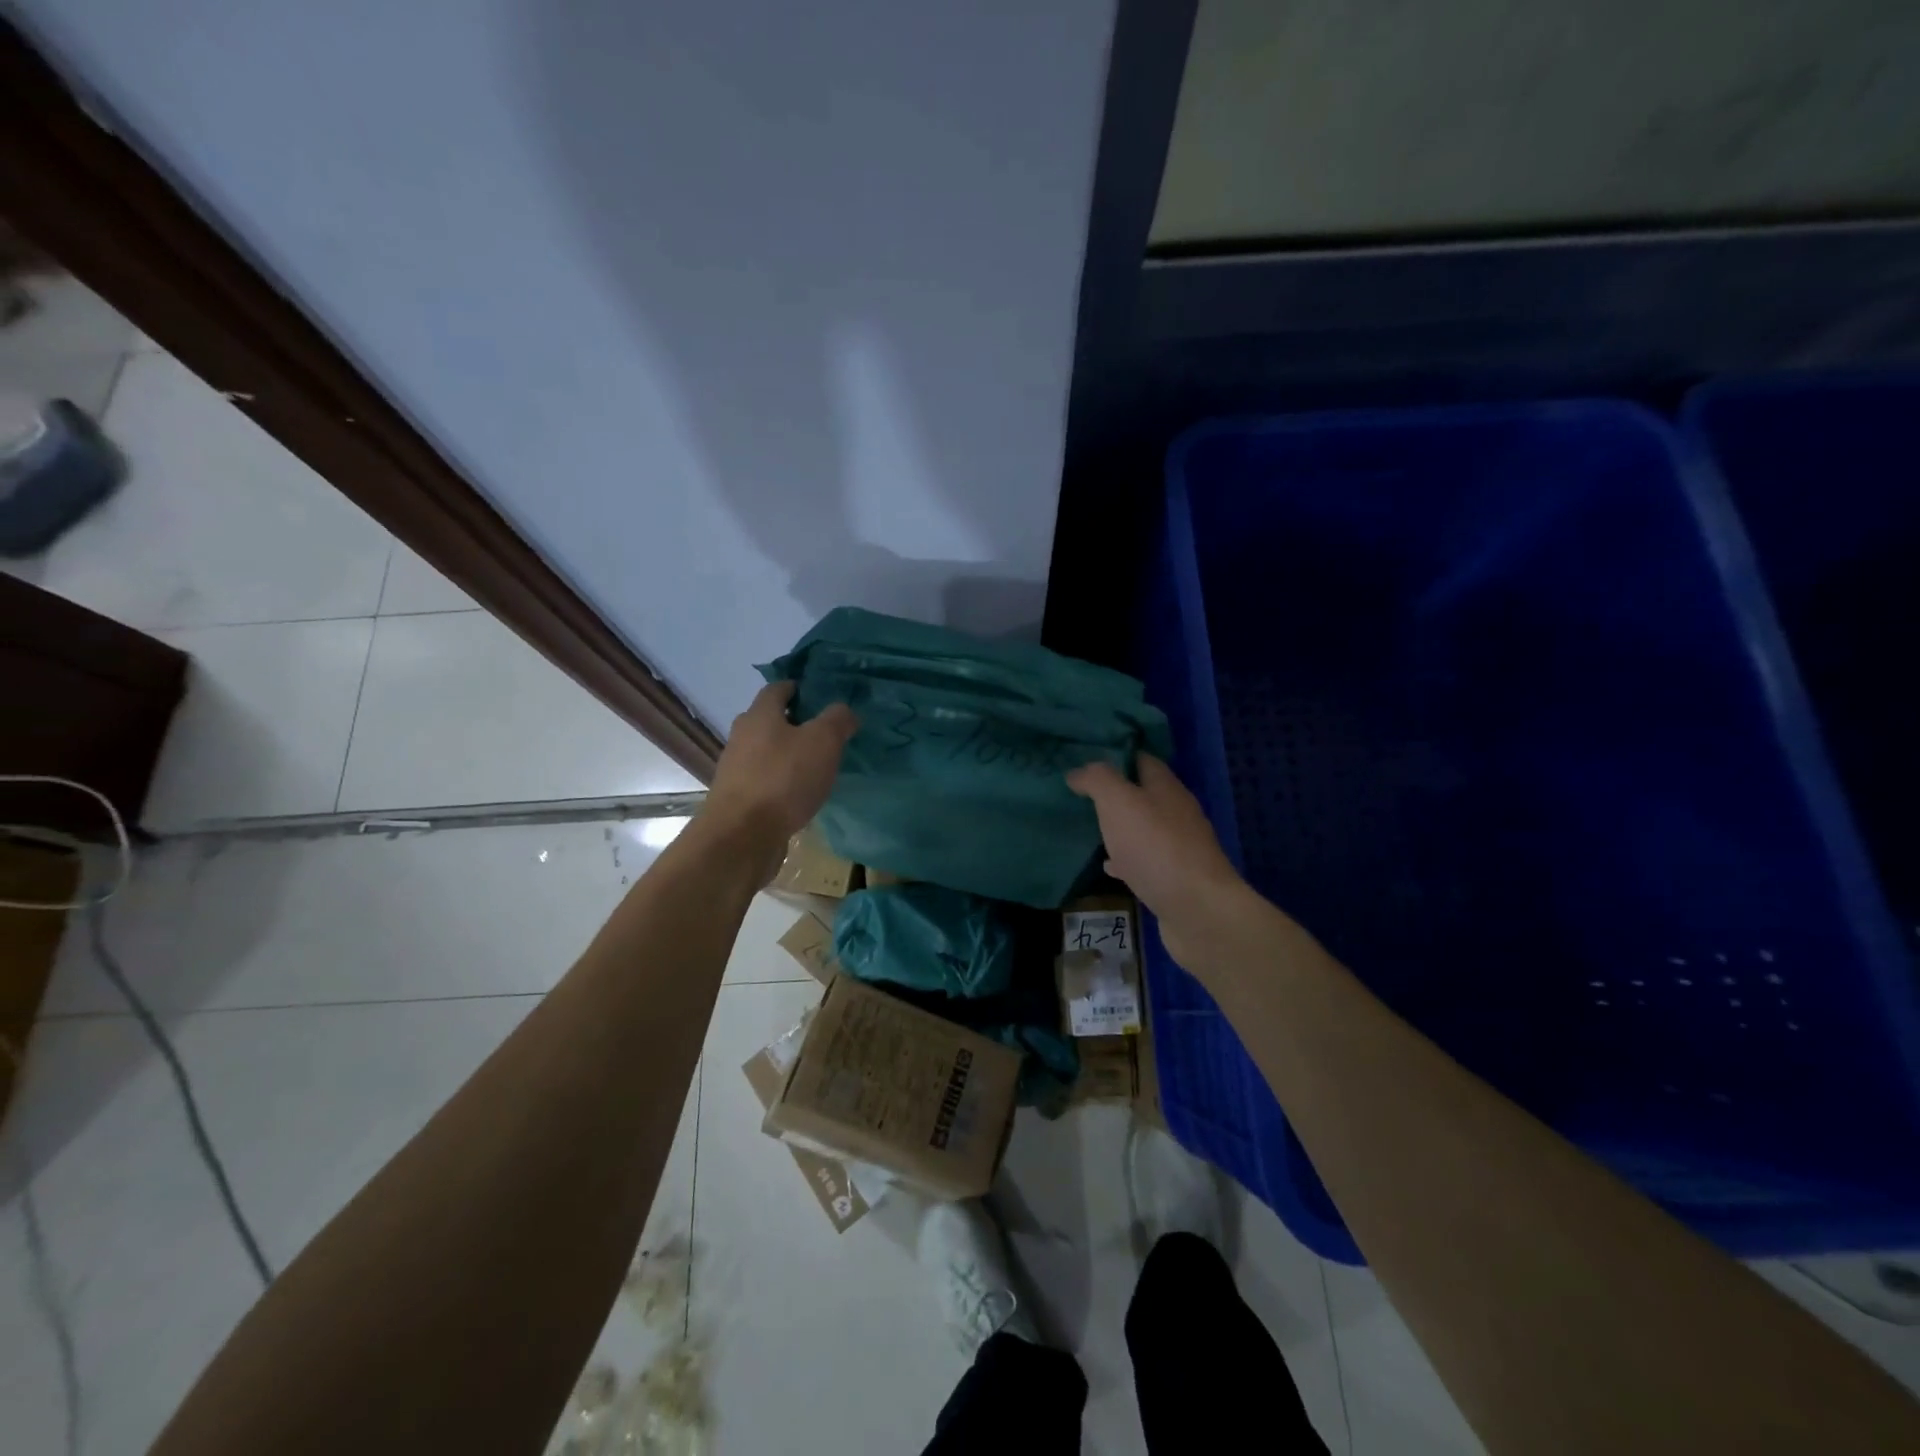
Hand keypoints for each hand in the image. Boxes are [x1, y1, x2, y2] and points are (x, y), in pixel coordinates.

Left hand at [704, 682, 857, 874]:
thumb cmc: (784, 779)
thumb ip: (837, 720)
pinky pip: (764, 779)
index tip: (820, 695)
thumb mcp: (823, 742)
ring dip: (787, 754)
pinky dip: (781, 780)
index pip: (777, 689)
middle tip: (824, 732)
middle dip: (794, 722)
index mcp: (760, 715)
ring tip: (816, 765)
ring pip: (766, 751)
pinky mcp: (738, 798)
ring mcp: (736, 768)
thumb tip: (844, 711)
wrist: (742, 836)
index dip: (798, 688)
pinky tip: (799, 793)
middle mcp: (742, 736)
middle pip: (769, 720)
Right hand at [1067, 755, 1252, 964]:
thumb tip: (1078, 771)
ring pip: (1144, 828)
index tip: (1084, 758)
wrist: (1198, 911)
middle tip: (1080, 794)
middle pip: (1144, 794)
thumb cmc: (1156, 847)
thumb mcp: (1119, 802)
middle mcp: (1177, 813)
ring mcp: (1179, 848)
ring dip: (1119, 827)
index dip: (1115, 755)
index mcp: (1167, 788)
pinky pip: (1145, 861)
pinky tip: (1109, 866)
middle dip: (1115, 793)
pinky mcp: (1175, 879)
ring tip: (1089, 827)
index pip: (1141, 759)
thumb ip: (1098, 780)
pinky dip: (1126, 859)